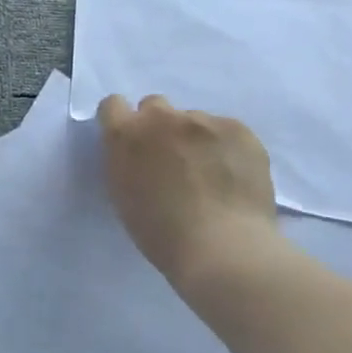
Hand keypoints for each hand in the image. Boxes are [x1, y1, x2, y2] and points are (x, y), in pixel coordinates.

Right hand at [97, 94, 281, 292]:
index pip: (113, 105)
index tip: (132, 143)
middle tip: (172, 159)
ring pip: (193, 119)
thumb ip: (124, 160)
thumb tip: (137, 151)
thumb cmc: (160, 232)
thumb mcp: (122, 193)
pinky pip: (225, 130)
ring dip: (194, 138)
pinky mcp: (238, 130)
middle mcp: (161, 118)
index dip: (122, 122)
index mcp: (125, 135)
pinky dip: (225, 147)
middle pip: (155, 105)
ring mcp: (202, 121)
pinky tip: (232, 175)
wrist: (222, 248)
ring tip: (210, 173)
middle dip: (159, 126)